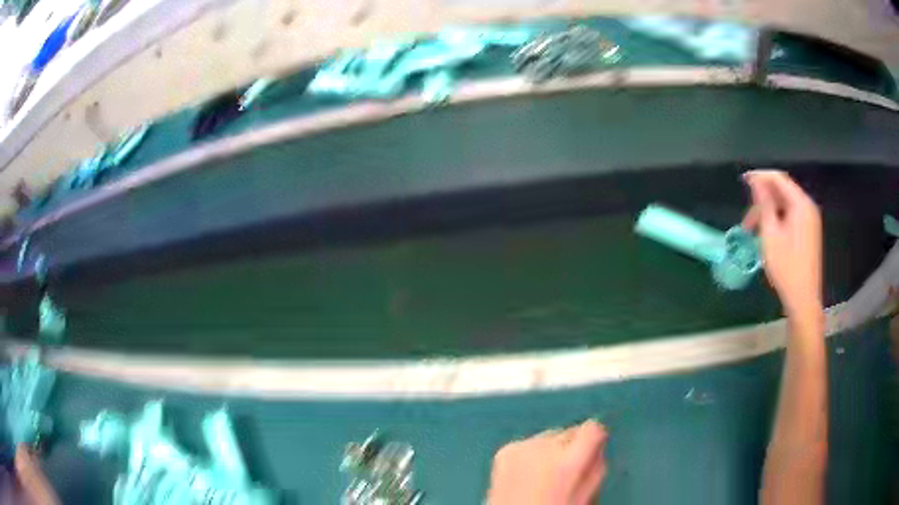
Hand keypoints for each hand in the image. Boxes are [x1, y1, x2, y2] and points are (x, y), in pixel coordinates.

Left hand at [487, 420, 607, 504]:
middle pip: (570, 432)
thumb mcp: (586, 496)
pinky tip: (527, 476)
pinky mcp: (505, 451)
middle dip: (571, 448)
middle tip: (565, 474)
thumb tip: (598, 445)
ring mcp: (522, 448)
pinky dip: (531, 455)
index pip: (593, 428)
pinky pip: (528, 443)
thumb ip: (596, 467)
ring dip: (550, 451)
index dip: (595, 439)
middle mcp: (545, 449)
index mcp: (569, 463)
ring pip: (549, 436)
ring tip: (544, 477)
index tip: (591, 453)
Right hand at [742, 170, 822, 315]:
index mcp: (801, 205)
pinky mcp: (809, 233)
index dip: (760, 176)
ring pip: (786, 206)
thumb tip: (756, 181)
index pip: (779, 179)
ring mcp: (810, 221)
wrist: (803, 300)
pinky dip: (778, 220)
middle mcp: (808, 208)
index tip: (742, 180)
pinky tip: (768, 236)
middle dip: (763, 201)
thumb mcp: (770, 234)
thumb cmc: (786, 268)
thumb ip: (764, 204)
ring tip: (755, 232)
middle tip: (747, 221)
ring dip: (769, 213)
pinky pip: (791, 217)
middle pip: (782, 192)